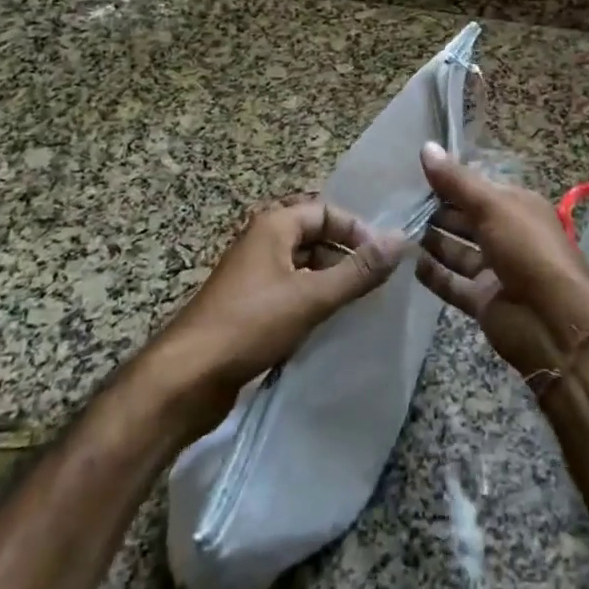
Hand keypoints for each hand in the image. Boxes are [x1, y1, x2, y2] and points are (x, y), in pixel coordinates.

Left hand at [153, 195, 399, 410]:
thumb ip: (358, 270)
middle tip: (377, 282)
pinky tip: (330, 323)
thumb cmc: (250, 324)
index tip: (384, 259)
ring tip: (360, 304)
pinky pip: (292, 290)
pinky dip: (313, 299)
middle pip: (316, 235)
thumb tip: (401, 240)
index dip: (358, 230)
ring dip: (332, 279)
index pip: (327, 210)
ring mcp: (254, 274)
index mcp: (274, 224)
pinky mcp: (250, 305)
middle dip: (347, 255)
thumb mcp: (312, 296)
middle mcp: (263, 240)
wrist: (187, 377)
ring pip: (304, 265)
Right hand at [415, 142, 588, 379]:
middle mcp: (506, 234)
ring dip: (431, 240)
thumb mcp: (492, 206)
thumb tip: (425, 146)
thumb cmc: (527, 250)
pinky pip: (452, 283)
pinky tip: (407, 262)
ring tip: (395, 228)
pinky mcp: (482, 300)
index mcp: (516, 207)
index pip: (477, 187)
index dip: (448, 180)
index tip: (412, 172)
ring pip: (456, 250)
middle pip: (465, 218)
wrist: (553, 321)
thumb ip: (456, 181)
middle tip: (396, 201)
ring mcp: (494, 269)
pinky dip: (433, 274)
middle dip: (436, 210)